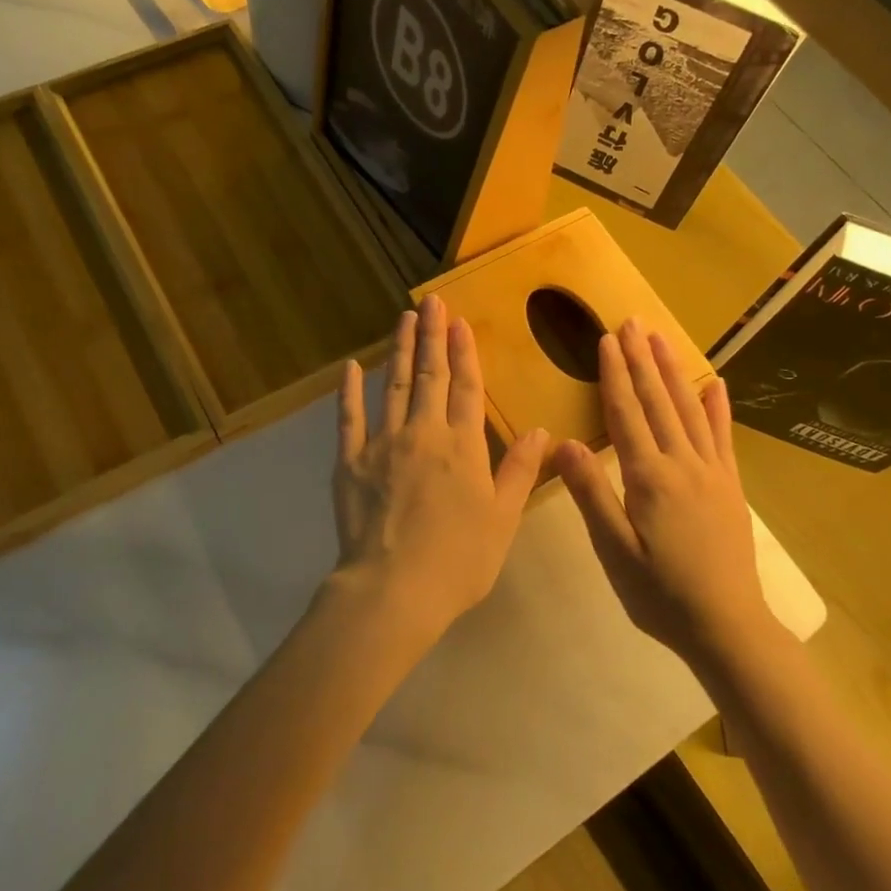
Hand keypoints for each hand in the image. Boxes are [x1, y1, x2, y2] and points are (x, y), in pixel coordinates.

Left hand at [327, 293, 548, 643]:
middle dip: (432, 336)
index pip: (465, 388)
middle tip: (431, 302)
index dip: (464, 353)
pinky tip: (352, 366)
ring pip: (392, 386)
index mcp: (462, 447)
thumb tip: (540, 430)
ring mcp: (382, 444)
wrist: (394, 588)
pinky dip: (349, 391)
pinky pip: (349, 418)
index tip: (460, 322)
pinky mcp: (350, 462)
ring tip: (403, 319)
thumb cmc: (458, 560)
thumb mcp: (502, 519)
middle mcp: (423, 434)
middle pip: (429, 376)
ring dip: (399, 350)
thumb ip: (519, 471)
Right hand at [555, 320, 774, 667]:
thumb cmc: (659, 593)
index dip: (614, 375)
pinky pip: (723, 437)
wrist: (726, 626)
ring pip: (690, 410)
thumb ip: (591, 494)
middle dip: (642, 360)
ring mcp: (712, 473)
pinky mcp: (730, 487)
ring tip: (661, 340)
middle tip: (633, 322)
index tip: (607, 340)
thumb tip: (564, 442)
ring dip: (673, 372)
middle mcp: (682, 464)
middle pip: (658, 402)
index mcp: (649, 478)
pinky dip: (718, 408)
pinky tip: (715, 384)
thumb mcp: (614, 550)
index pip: (626, 414)